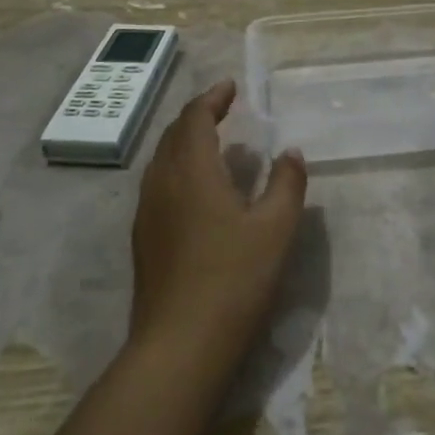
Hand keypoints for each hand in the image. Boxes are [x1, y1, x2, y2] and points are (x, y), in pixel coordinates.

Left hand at [129, 80, 307, 368]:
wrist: (179, 347)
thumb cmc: (234, 280)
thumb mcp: (276, 229)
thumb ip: (287, 183)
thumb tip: (290, 152)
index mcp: (191, 170)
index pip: (195, 117)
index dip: (212, 98)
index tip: (231, 87)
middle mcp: (162, 183)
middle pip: (174, 135)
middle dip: (198, 116)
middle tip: (224, 109)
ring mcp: (147, 213)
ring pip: (162, 160)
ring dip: (186, 142)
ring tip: (214, 144)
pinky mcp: (144, 240)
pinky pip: (159, 185)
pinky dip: (179, 169)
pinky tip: (199, 191)